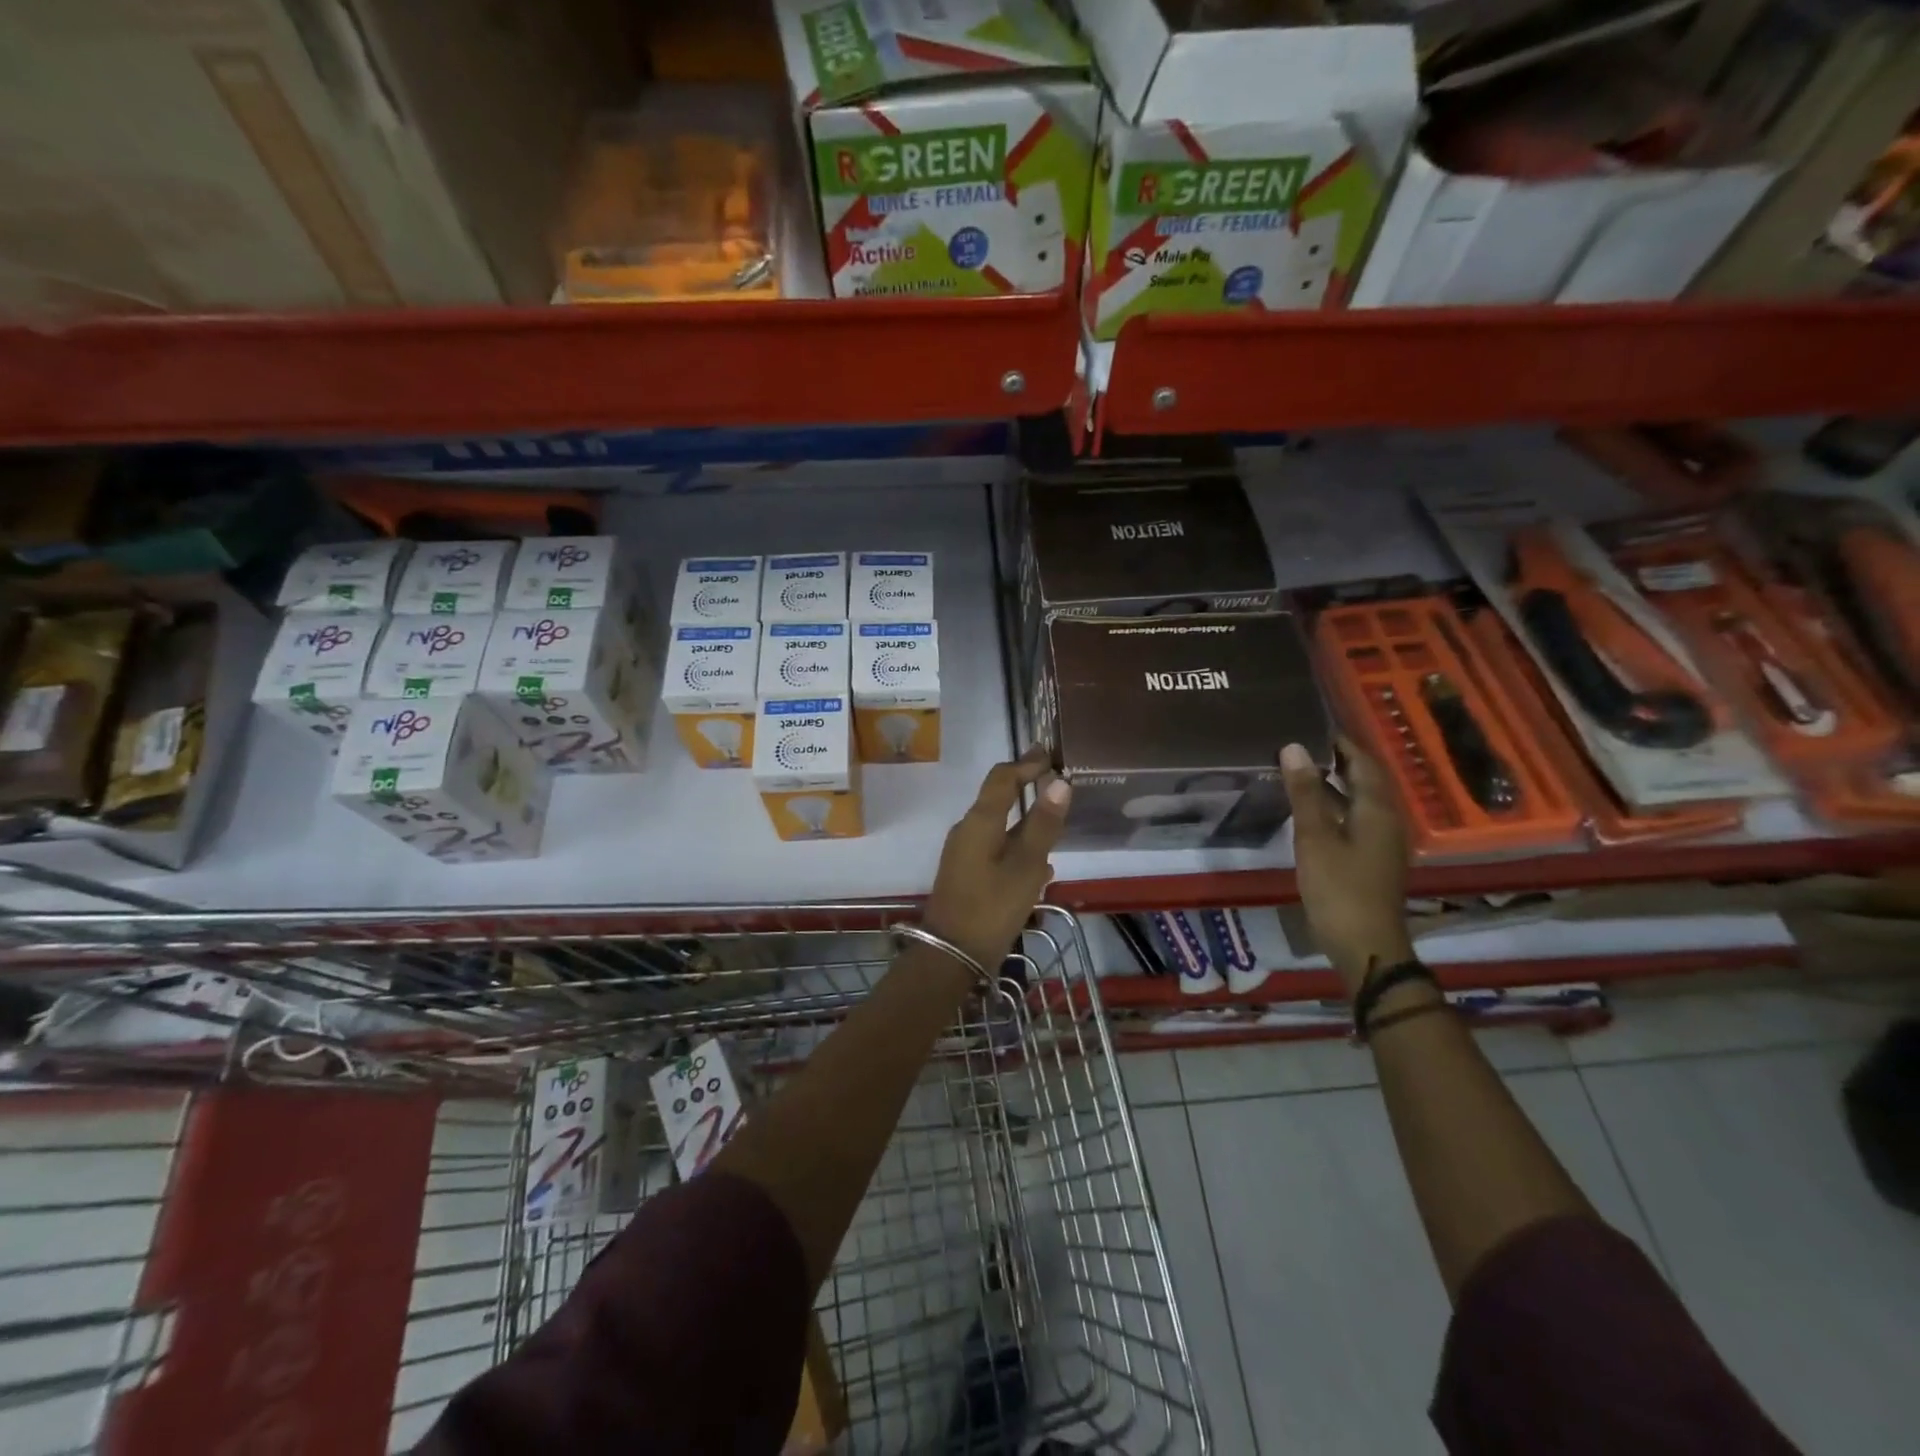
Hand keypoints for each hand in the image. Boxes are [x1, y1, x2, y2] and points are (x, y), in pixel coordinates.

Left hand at [922, 748, 1071, 969]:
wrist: (952, 954)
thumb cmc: (992, 907)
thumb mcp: (1026, 866)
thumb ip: (1043, 824)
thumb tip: (1059, 782)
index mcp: (980, 821)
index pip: (1002, 778)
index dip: (1026, 763)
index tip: (1050, 754)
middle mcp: (967, 829)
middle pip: (997, 797)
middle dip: (1025, 785)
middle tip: (1055, 779)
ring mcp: (964, 852)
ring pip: (998, 824)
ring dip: (1024, 816)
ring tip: (1054, 817)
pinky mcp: (967, 873)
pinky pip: (996, 846)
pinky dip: (1017, 841)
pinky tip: (1040, 860)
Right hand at [1281, 738, 1413, 994]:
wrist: (1366, 945)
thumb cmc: (1339, 888)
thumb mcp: (1315, 837)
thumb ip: (1305, 792)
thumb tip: (1294, 747)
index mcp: (1377, 809)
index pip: (1362, 762)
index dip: (1340, 742)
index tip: (1311, 726)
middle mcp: (1387, 820)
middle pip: (1365, 779)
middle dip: (1337, 760)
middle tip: (1301, 745)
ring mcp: (1382, 842)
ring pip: (1360, 801)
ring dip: (1334, 784)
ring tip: (1300, 772)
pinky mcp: (1373, 860)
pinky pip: (1355, 820)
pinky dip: (1335, 807)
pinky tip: (1311, 812)